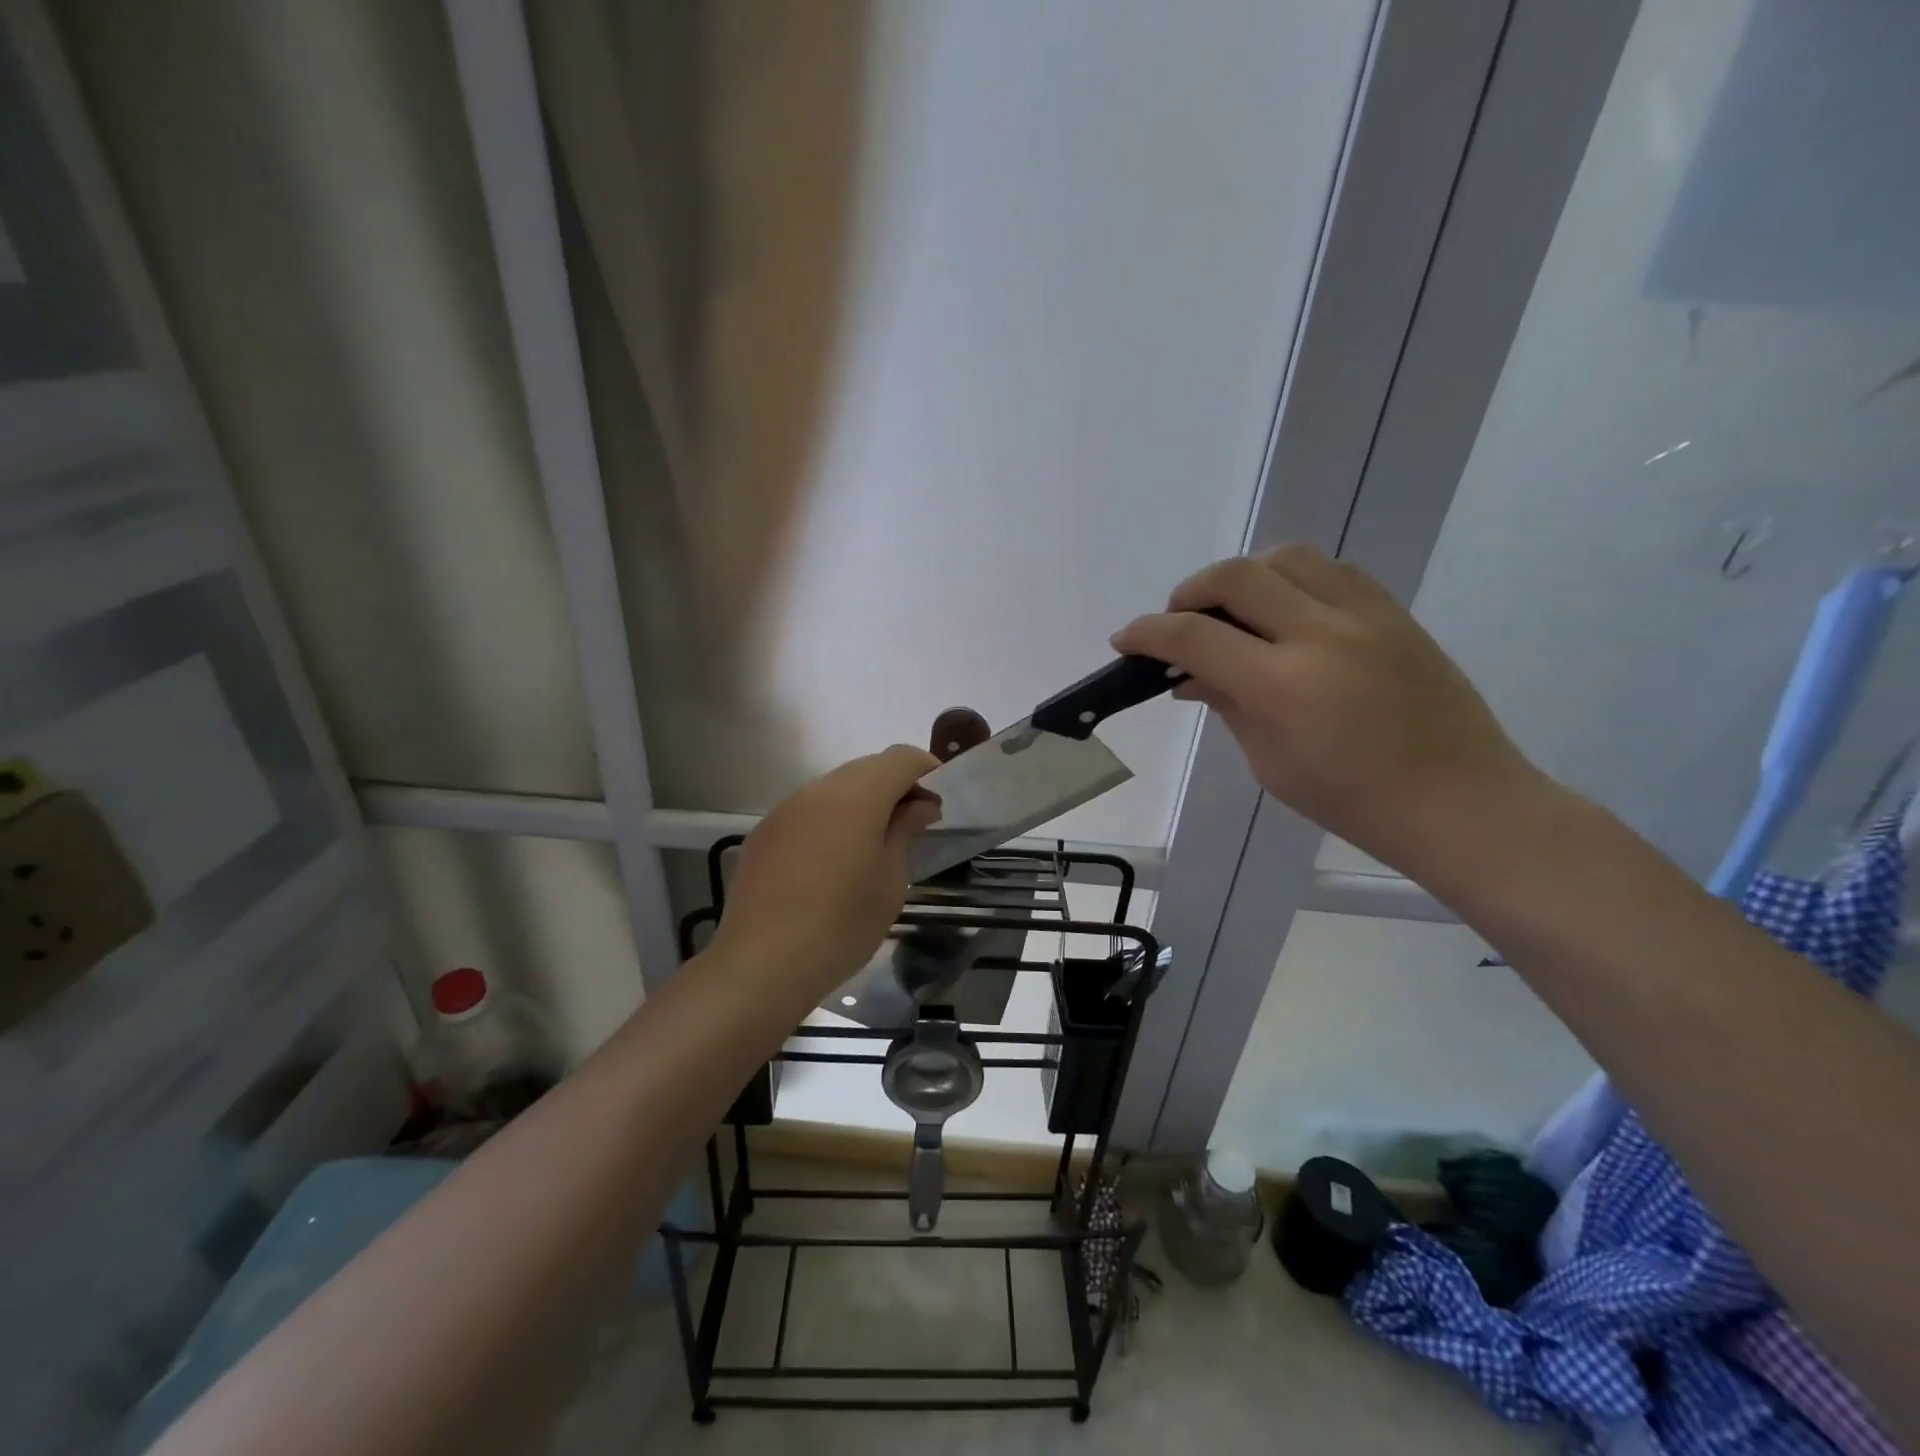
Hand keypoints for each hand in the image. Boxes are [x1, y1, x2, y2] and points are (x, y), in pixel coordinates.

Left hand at [711, 745, 942, 1003]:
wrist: (762, 965)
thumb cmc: (842, 925)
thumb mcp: (891, 881)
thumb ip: (906, 831)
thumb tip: (920, 806)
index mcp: (855, 797)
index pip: (899, 758)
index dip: (926, 769)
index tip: (939, 799)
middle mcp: (816, 791)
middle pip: (866, 768)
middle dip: (895, 785)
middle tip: (913, 823)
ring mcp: (784, 811)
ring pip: (834, 788)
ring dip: (861, 802)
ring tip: (874, 843)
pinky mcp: (763, 834)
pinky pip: (807, 811)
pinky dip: (831, 820)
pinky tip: (833, 861)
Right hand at [1112, 545, 1539, 874]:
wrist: (1460, 800)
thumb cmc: (1353, 801)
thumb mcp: (1270, 763)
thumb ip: (1226, 705)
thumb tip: (1187, 674)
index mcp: (1285, 686)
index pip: (1195, 636)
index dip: (1147, 633)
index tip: (1125, 640)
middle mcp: (1323, 634)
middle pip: (1236, 576)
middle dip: (1188, 592)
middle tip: (1176, 622)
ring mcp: (1366, 615)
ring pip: (1284, 557)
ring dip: (1241, 577)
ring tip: (1230, 612)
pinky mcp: (1393, 611)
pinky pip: (1329, 569)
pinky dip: (1290, 578)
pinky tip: (1283, 611)